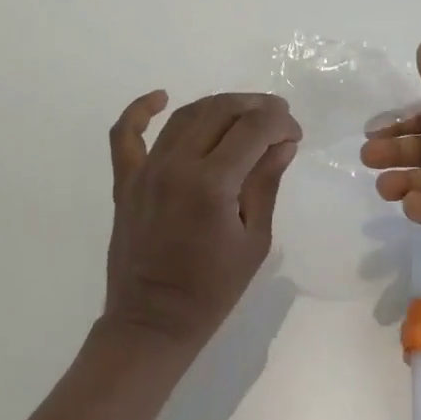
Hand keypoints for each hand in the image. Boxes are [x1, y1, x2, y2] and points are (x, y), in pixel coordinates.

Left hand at [102, 91, 301, 354]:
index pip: (253, 128)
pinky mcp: (126, 180)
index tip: (294, 133)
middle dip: (255, 106)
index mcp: (212, 183)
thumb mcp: (254, 239)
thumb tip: (283, 141)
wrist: (152, 323)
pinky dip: (140, 110)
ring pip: (185, 115)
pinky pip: (126, 134)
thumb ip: (266, 182)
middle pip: (220, 111)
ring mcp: (146, 169)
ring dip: (218, 105)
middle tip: (277, 117)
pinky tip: (161, 96)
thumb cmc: (212, 289)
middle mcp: (177, 165)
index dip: (280, 122)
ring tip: (243, 111)